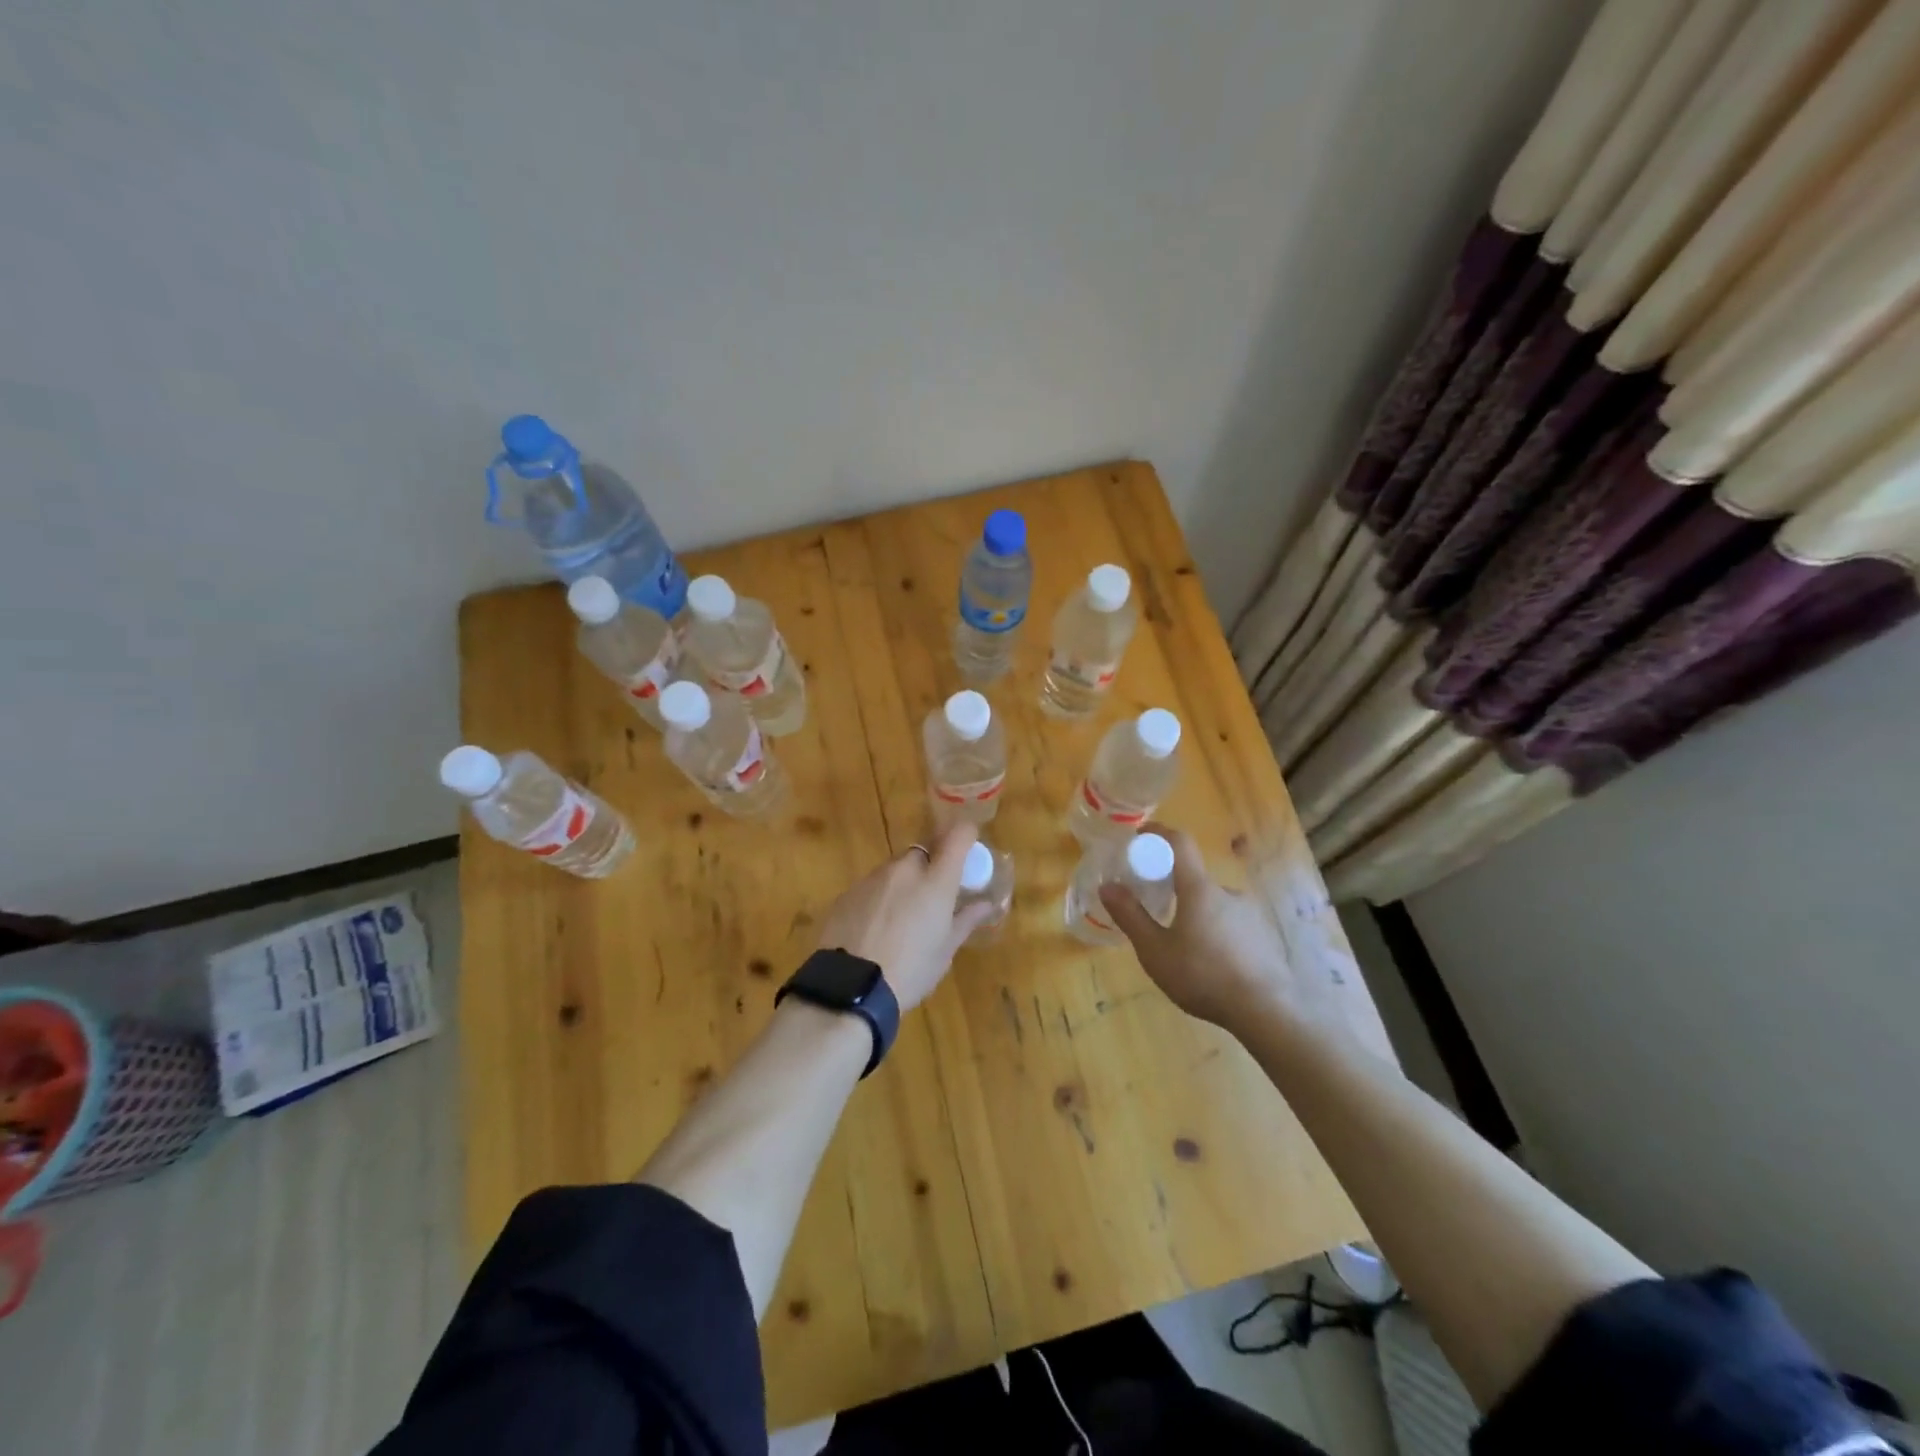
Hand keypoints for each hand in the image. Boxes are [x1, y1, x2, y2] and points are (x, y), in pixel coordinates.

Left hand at [816, 822, 996, 1010]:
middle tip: (933, 897)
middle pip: (923, 852)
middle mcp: (904, 869)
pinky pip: (871, 886)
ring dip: (904, 883)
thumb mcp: (945, 950)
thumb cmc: (911, 970)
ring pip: (895, 869)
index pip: (958, 836)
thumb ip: (965, 920)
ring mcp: (872, 878)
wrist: (850, 987)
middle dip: (931, 866)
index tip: (969, 849)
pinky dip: (879, 898)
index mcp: (936, 880)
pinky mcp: (847, 893)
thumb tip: (985, 904)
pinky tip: (875, 928)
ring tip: (902, 919)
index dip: (966, 836)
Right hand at [1099, 824, 1297, 1032]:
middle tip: (1154, 909)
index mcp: (1199, 888)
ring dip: (1194, 914)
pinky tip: (1208, 963)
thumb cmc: (1203, 976)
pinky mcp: (1263, 937)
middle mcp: (1227, 892)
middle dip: (1171, 887)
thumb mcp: (1155, 951)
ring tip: (1180, 946)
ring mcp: (1250, 914)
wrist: (1266, 1012)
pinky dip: (1214, 932)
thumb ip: (1130, 916)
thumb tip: (1108, 886)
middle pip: (1193, 878)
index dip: (1158, 833)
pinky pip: (1230, 924)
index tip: (1139, 836)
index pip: (1179, 843)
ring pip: (1212, 904)